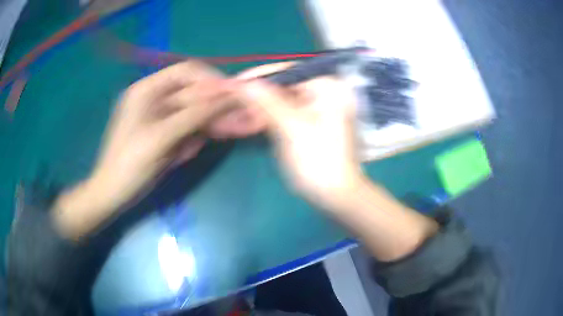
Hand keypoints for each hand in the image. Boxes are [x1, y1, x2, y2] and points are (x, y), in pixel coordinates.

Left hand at [55, 61, 230, 237]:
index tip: (234, 95)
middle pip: (192, 93)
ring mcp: (158, 116)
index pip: (187, 72)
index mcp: (147, 89)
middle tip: (229, 125)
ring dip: (198, 131)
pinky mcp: (162, 132)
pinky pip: (186, 129)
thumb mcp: (162, 137)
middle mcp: (154, 97)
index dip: (212, 80)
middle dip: (209, 110)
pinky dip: (189, 142)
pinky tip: (179, 157)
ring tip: (185, 152)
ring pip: (192, 113)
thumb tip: (231, 96)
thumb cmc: (130, 164)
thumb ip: (195, 115)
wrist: (113, 194)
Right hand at [233, 63, 365, 211]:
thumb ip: (267, 101)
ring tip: (238, 111)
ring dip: (262, 106)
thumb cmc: (318, 161)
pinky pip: (289, 113)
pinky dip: (272, 116)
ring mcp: (322, 108)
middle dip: (259, 93)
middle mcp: (327, 92)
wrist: (337, 196)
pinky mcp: (315, 123)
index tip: (235, 82)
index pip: (288, 71)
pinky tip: (253, 120)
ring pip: (285, 100)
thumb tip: (243, 83)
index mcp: (329, 87)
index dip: (259, 76)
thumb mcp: (291, 128)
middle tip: (233, 99)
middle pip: (286, 86)